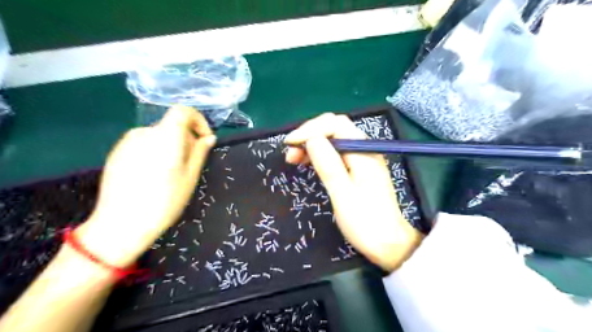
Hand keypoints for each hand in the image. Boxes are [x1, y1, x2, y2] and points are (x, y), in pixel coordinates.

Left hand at [75, 105, 216, 266]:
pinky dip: (155, 152)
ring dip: (171, 147)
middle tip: (190, 164)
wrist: (121, 224)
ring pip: (159, 135)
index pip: (183, 111)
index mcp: (165, 137)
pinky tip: (153, 176)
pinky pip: (144, 144)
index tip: (204, 139)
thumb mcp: (190, 177)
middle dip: (187, 139)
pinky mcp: (117, 152)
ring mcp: (127, 142)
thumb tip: (209, 138)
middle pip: (172, 126)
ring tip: (171, 173)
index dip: (198, 121)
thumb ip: (200, 152)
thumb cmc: (164, 201)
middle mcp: (144, 132)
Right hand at [284, 113, 422, 270]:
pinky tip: (309, 163)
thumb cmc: (366, 223)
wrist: (389, 243)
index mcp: (363, 152)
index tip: (290, 144)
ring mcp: (362, 158)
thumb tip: (311, 139)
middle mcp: (364, 149)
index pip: (335, 124)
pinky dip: (320, 154)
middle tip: (290, 153)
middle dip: (310, 135)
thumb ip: (328, 165)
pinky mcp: (358, 168)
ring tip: (294, 159)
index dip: (310, 129)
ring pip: (334, 140)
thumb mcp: (343, 195)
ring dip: (312, 144)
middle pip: (334, 128)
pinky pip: (336, 153)